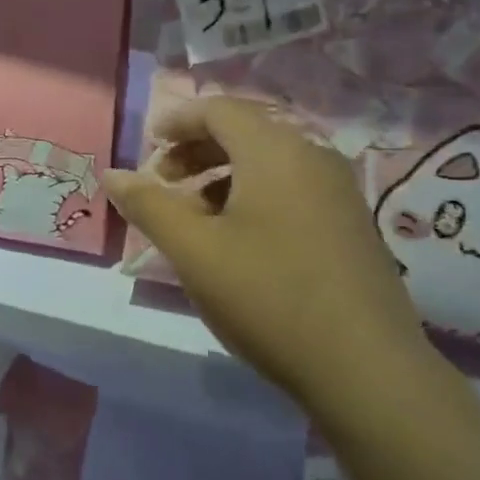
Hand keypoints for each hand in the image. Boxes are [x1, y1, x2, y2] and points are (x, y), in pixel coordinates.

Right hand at [105, 96, 429, 404]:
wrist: (367, 370)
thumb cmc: (268, 297)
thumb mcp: (194, 251)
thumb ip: (149, 205)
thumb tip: (112, 174)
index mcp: (275, 150)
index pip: (218, 109)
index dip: (176, 121)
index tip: (147, 148)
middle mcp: (312, 157)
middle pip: (244, 131)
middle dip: (195, 151)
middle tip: (162, 184)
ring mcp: (339, 191)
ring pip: (268, 163)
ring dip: (221, 176)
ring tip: (194, 218)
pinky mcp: (351, 224)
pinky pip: (291, 188)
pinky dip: (253, 196)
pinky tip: (238, 241)